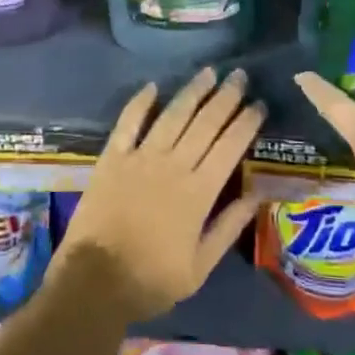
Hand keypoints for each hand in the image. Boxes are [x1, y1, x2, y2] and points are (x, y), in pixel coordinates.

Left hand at [56, 67, 262, 322]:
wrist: (95, 281)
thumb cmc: (152, 279)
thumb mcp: (200, 266)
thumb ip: (229, 227)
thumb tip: (258, 194)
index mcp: (198, 192)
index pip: (230, 147)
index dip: (246, 123)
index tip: (259, 104)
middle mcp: (173, 165)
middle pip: (205, 123)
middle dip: (225, 97)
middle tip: (239, 76)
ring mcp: (141, 157)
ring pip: (172, 115)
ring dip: (192, 92)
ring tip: (208, 72)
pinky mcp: (113, 157)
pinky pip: (128, 122)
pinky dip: (140, 102)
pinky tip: (153, 86)